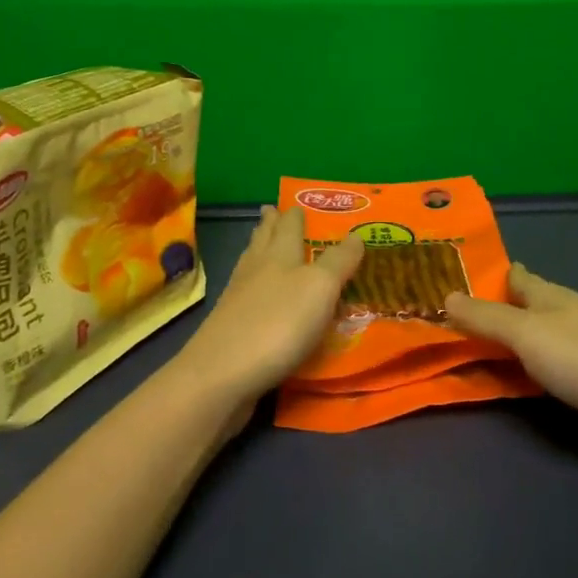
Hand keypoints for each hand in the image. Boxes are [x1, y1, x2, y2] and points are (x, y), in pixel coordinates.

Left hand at [172, 205, 364, 416]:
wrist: (222, 374)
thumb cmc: (278, 324)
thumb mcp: (320, 288)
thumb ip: (338, 261)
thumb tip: (356, 235)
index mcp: (279, 255)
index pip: (289, 226)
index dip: (295, 214)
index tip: (298, 203)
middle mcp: (256, 270)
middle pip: (263, 240)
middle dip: (270, 225)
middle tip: (273, 211)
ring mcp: (238, 299)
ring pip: (251, 264)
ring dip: (259, 250)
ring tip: (262, 242)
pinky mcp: (230, 328)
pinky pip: (246, 295)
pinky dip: (255, 286)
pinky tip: (258, 295)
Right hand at [445, 263, 577, 471]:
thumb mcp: (529, 334)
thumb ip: (487, 318)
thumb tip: (445, 294)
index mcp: (552, 297)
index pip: (517, 278)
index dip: (492, 275)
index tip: (459, 275)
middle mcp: (569, 318)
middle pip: (528, 309)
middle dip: (497, 311)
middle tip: (453, 318)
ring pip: (540, 343)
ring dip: (513, 345)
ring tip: (477, 350)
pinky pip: (552, 374)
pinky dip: (531, 374)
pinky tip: (522, 383)